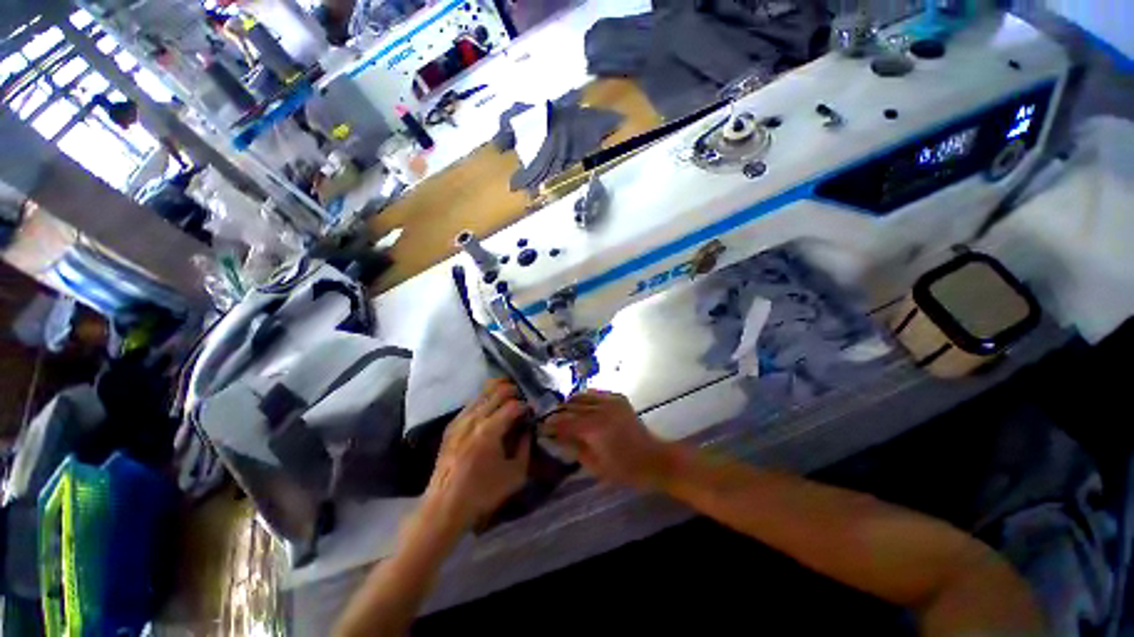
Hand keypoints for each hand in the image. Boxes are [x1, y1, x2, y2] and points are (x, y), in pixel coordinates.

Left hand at [422, 379, 530, 529]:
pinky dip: (484, 399)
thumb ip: (526, 447)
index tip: (532, 412)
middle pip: (498, 391)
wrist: (444, 506)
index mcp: (490, 430)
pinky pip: (471, 403)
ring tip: (509, 398)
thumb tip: (528, 429)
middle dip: (514, 392)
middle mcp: (474, 419)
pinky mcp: (452, 425)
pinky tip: (490, 407)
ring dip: (499, 391)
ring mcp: (460, 419)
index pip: (513, 405)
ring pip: (483, 392)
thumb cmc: (483, 492)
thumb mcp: (515, 474)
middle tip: (522, 401)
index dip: (526, 406)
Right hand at [546, 391, 676, 489]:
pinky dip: (586, 398)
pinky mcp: (618, 398)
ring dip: (571, 403)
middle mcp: (600, 408)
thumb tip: (556, 437)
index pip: (564, 421)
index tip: (541, 427)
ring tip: (565, 412)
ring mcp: (610, 401)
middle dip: (558, 412)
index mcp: (593, 427)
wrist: (653, 459)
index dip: (550, 424)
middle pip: (571, 405)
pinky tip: (584, 407)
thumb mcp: (594, 465)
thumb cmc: (623, 469)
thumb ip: (573, 447)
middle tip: (551, 420)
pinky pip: (597, 393)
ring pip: (582, 395)